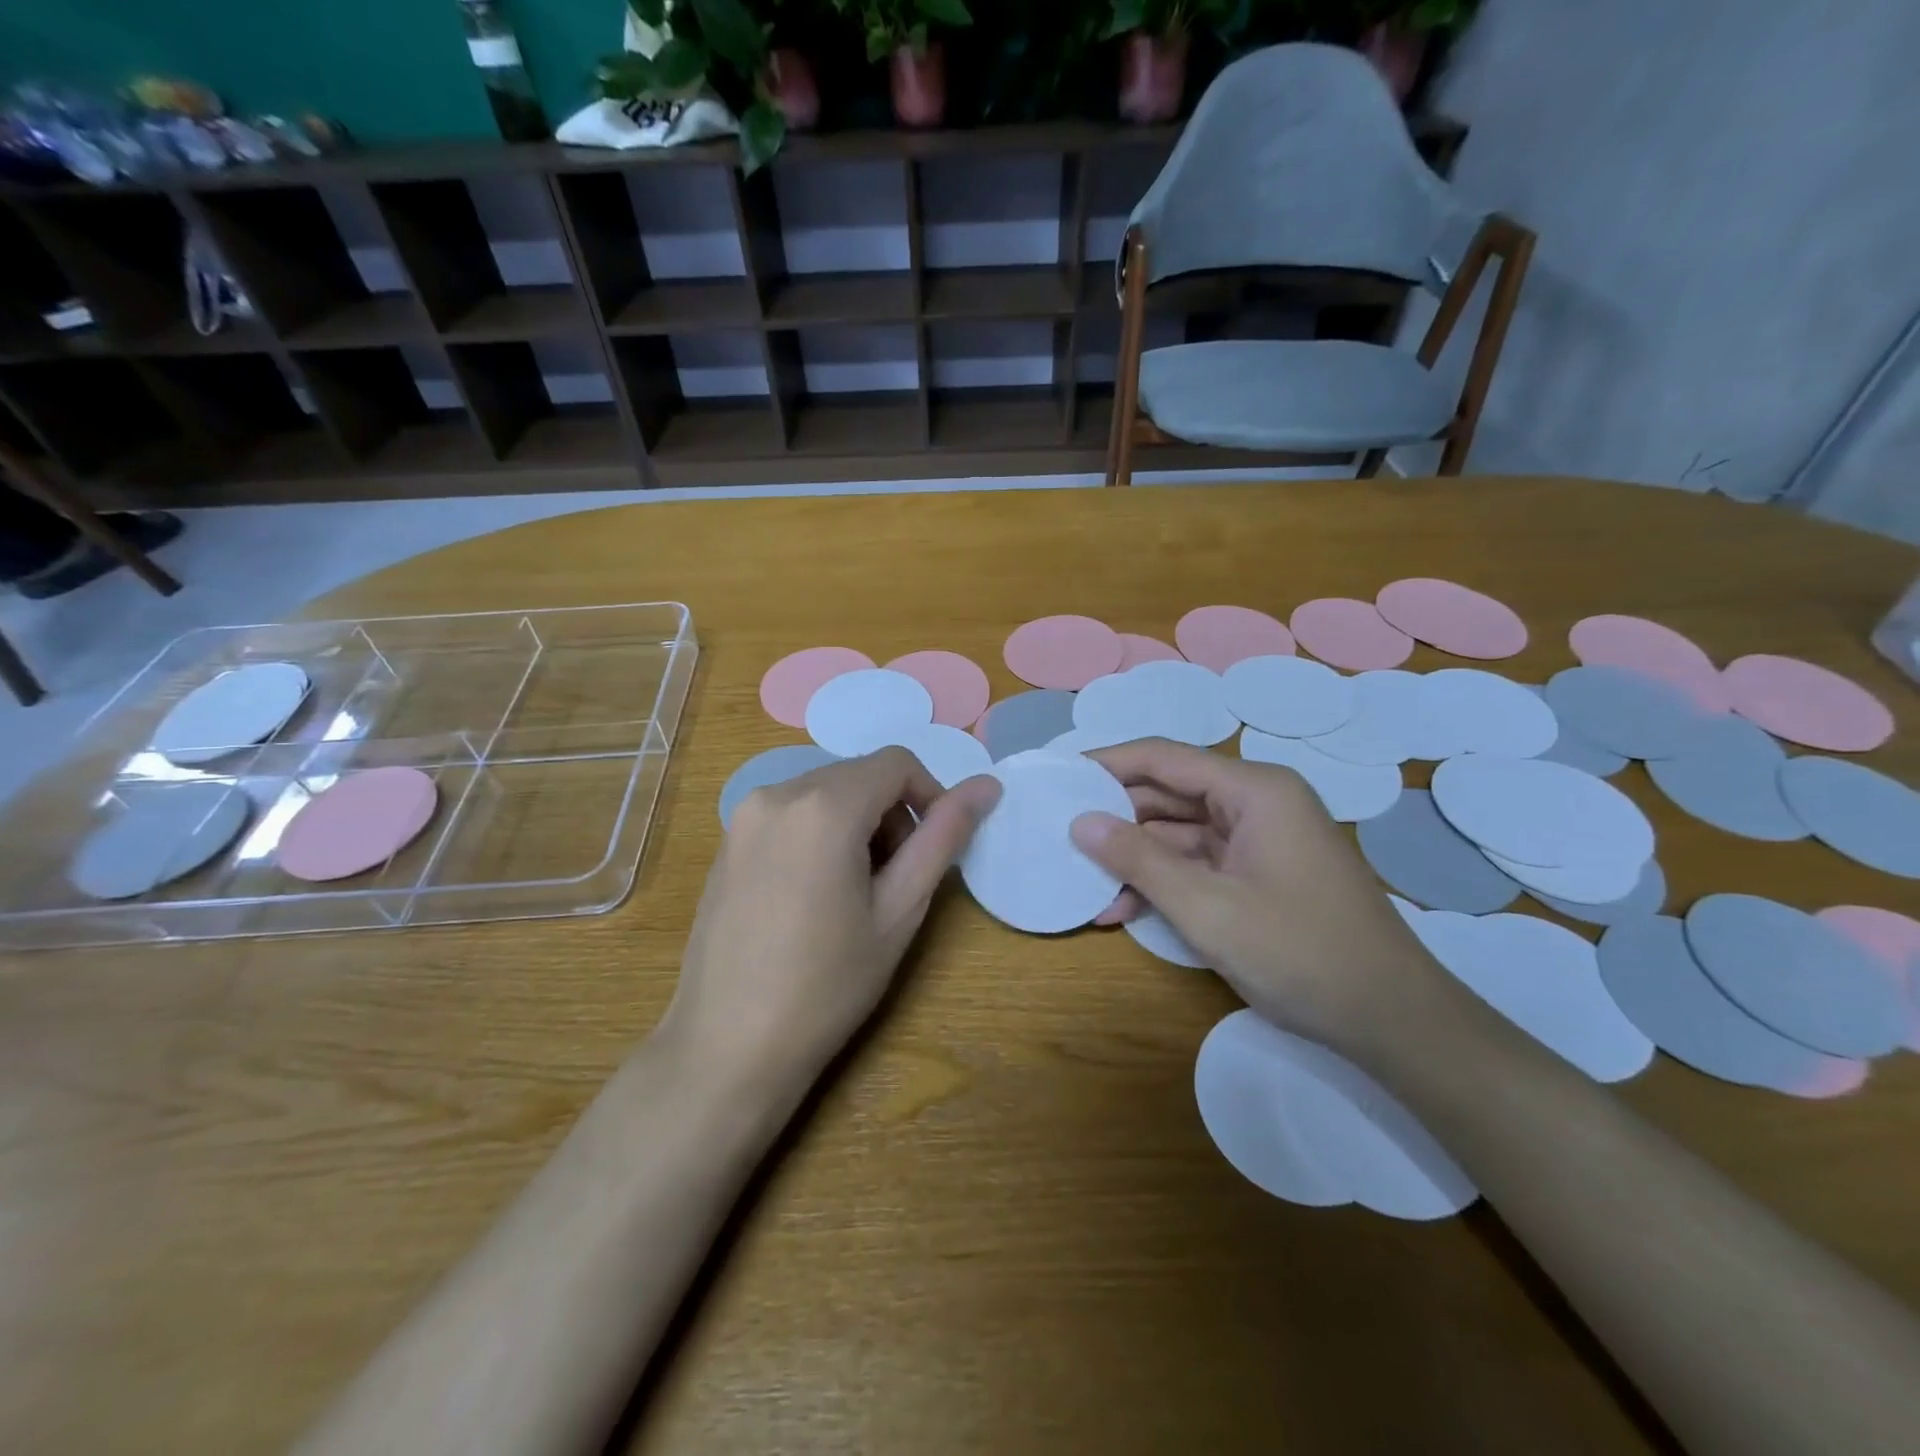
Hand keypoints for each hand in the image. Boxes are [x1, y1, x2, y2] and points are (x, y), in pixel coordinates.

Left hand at [664, 748, 1000, 1088]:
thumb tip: (987, 786)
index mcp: (824, 805)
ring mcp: (744, 816)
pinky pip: (791, 813)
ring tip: (856, 892)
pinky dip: (820, 833)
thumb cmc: (827, 985)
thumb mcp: (899, 911)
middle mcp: (777, 793)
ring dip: (857, 824)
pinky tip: (814, 895)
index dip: (929, 795)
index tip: (935, 848)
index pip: (896, 763)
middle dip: (892, 814)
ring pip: (825, 793)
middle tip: (897, 880)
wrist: (728, 1047)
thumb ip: (943, 837)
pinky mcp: (727, 841)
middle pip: (859, 776)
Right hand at [1070, 739, 1446, 1057]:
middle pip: (1169, 793)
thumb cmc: (1299, 952)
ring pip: (1179, 832)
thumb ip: (1138, 860)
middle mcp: (1257, 802)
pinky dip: (1163, 881)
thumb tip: (1080, 823)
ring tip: (1083, 882)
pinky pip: (1199, 863)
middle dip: (1116, 818)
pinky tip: (1122, 909)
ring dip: (1134, 858)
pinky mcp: (1260, 873)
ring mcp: (1260, 839)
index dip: (1107, 763)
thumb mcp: (1207, 908)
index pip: (1163, 758)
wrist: (1392, 1020)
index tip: (1058, 777)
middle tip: (1060, 834)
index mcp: (1254, 790)